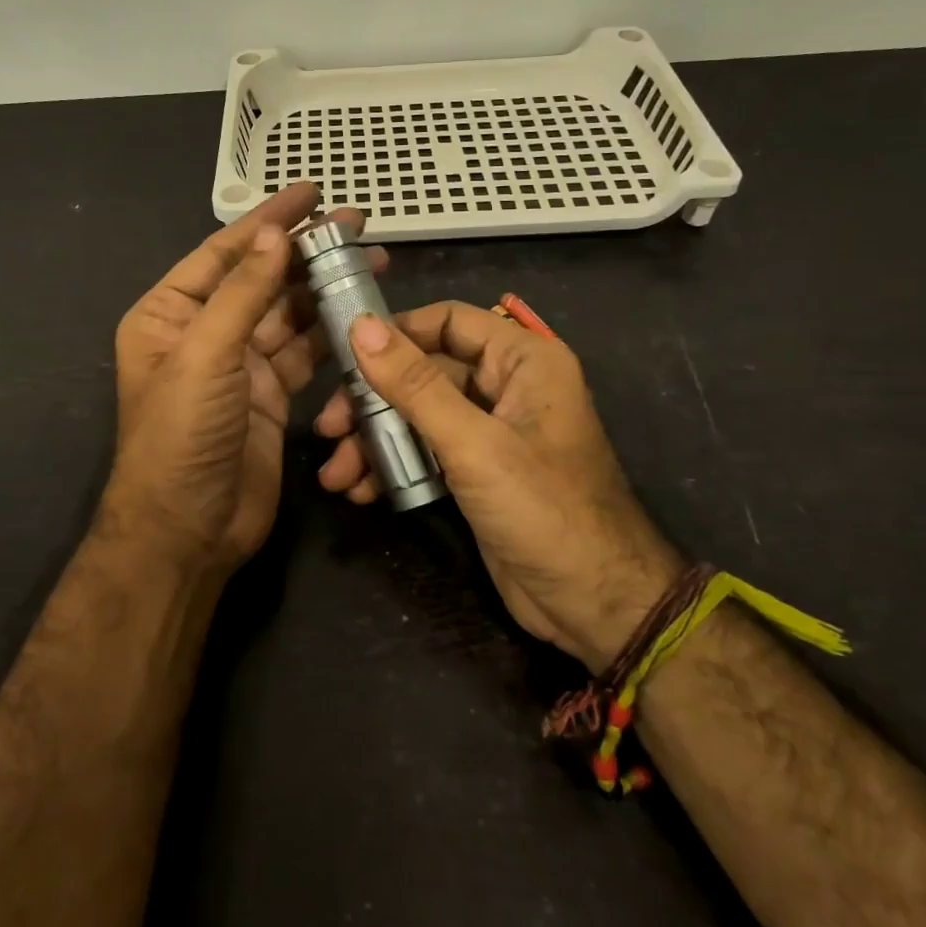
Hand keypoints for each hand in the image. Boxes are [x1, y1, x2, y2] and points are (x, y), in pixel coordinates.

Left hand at [105, 183, 384, 573]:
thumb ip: (242, 294)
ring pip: (289, 314)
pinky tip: (363, 313)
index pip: (224, 253)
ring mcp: (240, 365)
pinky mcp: (271, 395)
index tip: (311, 192)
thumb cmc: (181, 436)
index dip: (268, 221)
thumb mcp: (206, 356)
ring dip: (325, 288)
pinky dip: (331, 333)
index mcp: (170, 314)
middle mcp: (205, 332)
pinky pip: (305, 353)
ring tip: (373, 259)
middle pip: (261, 279)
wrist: (189, 530)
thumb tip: (274, 235)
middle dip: (306, 251)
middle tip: (356, 223)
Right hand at [314, 301, 681, 670]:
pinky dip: (395, 466)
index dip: (395, 333)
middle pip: (425, 372)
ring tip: (336, 476)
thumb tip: (360, 326)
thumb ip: (414, 384)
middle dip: (374, 402)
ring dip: (376, 441)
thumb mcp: (473, 443)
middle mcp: (508, 386)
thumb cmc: (542, 509)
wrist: (595, 605)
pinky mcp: (478, 471)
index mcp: (523, 360)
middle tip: (330, 428)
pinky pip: (427, 451)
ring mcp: (492, 431)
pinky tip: (362, 491)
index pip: (448, 321)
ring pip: (420, 415)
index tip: (343, 355)